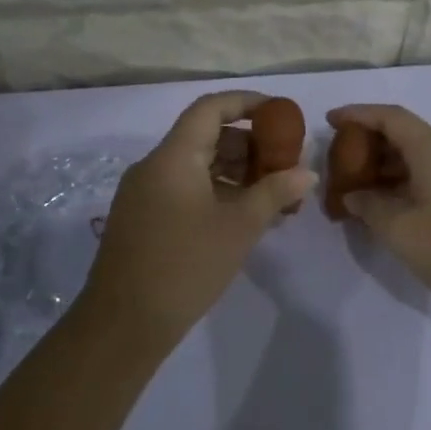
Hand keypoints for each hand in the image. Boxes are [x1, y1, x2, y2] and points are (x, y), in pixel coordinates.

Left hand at [83, 91, 314, 340]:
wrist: (123, 326)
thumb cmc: (185, 266)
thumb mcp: (239, 227)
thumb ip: (275, 192)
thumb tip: (307, 172)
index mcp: (173, 157)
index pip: (211, 108)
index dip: (247, 103)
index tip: (280, 113)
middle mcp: (154, 166)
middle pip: (205, 136)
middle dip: (249, 144)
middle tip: (284, 163)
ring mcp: (144, 193)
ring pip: (196, 165)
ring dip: (235, 172)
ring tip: (272, 194)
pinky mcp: (143, 218)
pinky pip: (184, 189)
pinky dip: (216, 192)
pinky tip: (243, 216)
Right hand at [326, 104, 430, 313]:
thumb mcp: (398, 228)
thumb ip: (369, 205)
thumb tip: (354, 195)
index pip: (390, 117)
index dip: (358, 114)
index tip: (330, 120)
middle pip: (404, 134)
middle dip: (369, 142)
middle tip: (339, 158)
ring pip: (416, 157)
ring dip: (385, 165)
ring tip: (355, 184)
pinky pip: (428, 175)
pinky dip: (402, 181)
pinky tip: (384, 204)